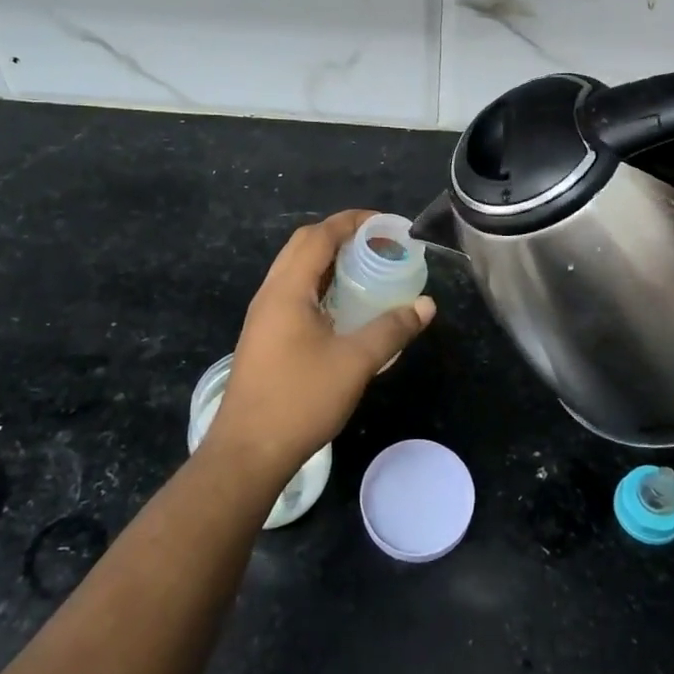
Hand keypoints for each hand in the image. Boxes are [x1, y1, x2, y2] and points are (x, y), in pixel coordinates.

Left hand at [206, 211, 436, 489]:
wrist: (247, 452)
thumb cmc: (300, 400)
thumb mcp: (355, 363)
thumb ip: (392, 329)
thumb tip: (426, 305)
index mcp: (287, 289)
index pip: (319, 235)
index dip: (352, 221)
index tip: (386, 223)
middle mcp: (270, 294)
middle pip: (303, 245)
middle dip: (340, 235)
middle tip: (378, 243)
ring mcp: (263, 316)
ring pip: (296, 270)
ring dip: (328, 260)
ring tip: (365, 268)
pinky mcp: (264, 336)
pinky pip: (293, 293)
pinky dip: (320, 284)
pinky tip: (343, 306)